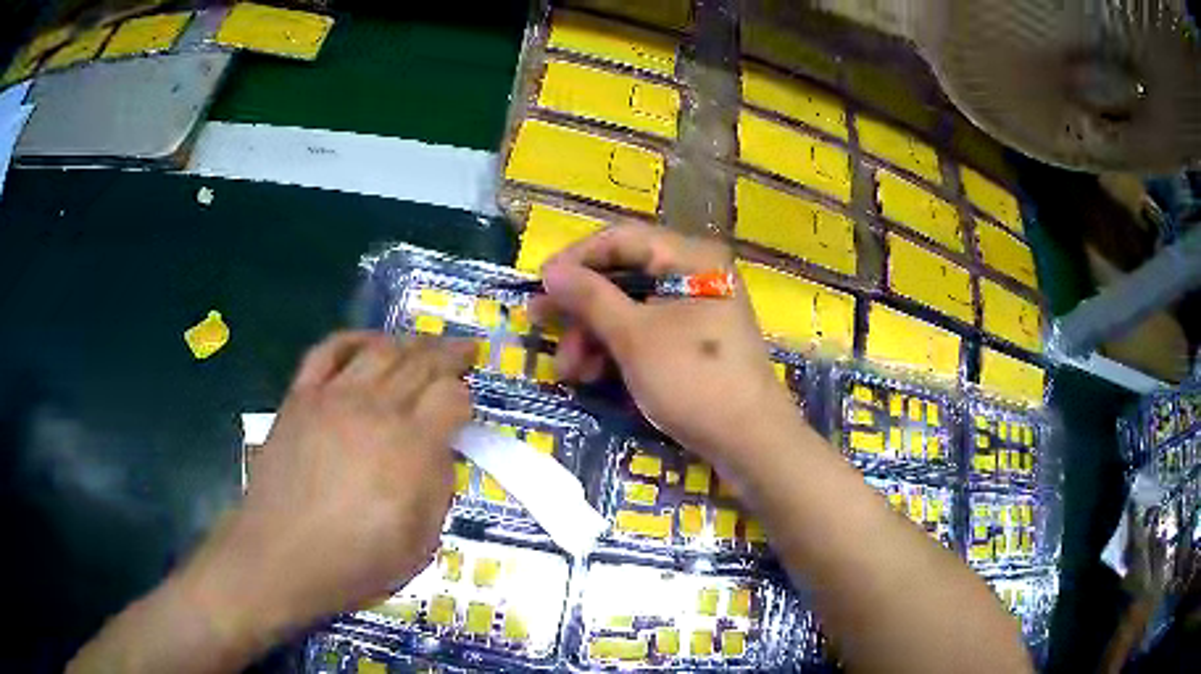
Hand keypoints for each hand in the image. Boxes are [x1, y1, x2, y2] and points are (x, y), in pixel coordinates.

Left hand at [178, 332, 473, 646]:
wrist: (280, 556)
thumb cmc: (354, 562)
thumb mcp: (419, 544)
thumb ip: (438, 489)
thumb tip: (440, 451)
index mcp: (410, 449)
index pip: (451, 396)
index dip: (465, 396)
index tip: (465, 408)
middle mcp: (375, 410)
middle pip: (421, 362)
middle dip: (449, 353)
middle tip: (464, 350)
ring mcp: (333, 397)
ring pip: (380, 349)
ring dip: (409, 342)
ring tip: (422, 345)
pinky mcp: (301, 397)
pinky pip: (329, 350)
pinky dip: (353, 339)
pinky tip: (368, 343)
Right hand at [533, 224, 801, 478]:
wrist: (751, 442)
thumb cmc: (693, 379)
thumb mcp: (634, 337)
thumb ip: (590, 298)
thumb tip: (550, 271)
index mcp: (691, 258)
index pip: (621, 239)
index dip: (575, 259)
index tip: (539, 286)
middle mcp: (696, 274)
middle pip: (624, 275)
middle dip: (582, 308)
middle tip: (541, 326)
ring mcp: (698, 310)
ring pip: (632, 309)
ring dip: (594, 336)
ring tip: (569, 371)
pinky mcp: (695, 343)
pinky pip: (647, 333)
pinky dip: (618, 351)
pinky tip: (593, 377)